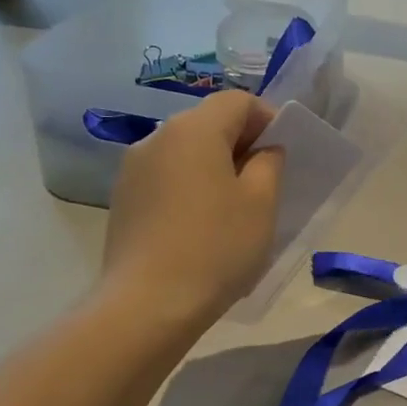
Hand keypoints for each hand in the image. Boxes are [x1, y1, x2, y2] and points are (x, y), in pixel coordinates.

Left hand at [102, 92, 284, 328]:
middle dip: (241, 143)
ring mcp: (133, 169)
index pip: (237, 101)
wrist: (148, 305)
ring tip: (233, 208)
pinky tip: (200, 226)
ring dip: (214, 167)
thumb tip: (263, 150)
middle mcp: (157, 137)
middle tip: (264, 182)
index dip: (267, 119)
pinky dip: (190, 188)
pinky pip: (166, 178)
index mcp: (194, 129)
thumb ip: (269, 163)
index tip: (283, 154)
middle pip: (208, 123)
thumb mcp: (261, 204)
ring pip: (185, 152)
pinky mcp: (123, 200)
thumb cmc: (216, 248)